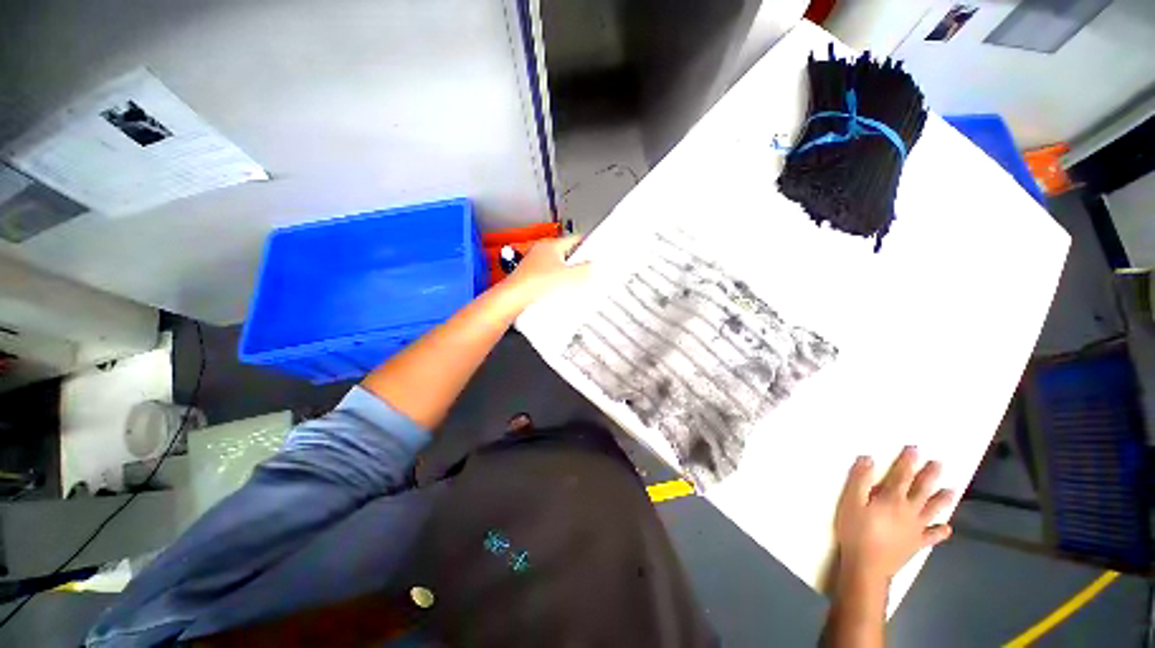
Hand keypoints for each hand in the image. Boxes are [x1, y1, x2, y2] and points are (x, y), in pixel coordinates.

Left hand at [506, 235, 590, 303]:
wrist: (515, 299)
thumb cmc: (535, 283)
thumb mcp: (569, 276)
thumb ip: (584, 269)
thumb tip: (592, 265)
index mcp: (550, 246)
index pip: (573, 239)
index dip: (586, 243)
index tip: (594, 247)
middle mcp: (540, 253)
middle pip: (565, 255)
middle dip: (575, 263)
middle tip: (585, 270)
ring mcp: (534, 266)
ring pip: (556, 268)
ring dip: (564, 275)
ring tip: (571, 284)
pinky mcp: (530, 280)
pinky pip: (548, 279)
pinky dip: (554, 284)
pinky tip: (558, 293)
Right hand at [834, 447, 953, 585]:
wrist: (868, 565)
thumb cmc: (856, 530)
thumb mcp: (850, 502)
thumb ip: (859, 480)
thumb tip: (868, 459)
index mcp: (892, 498)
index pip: (901, 475)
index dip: (908, 461)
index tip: (915, 449)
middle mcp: (908, 510)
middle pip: (921, 490)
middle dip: (930, 475)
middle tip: (939, 464)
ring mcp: (916, 528)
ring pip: (932, 510)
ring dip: (942, 499)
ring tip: (952, 490)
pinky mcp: (917, 543)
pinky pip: (932, 536)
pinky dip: (940, 531)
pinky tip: (947, 528)